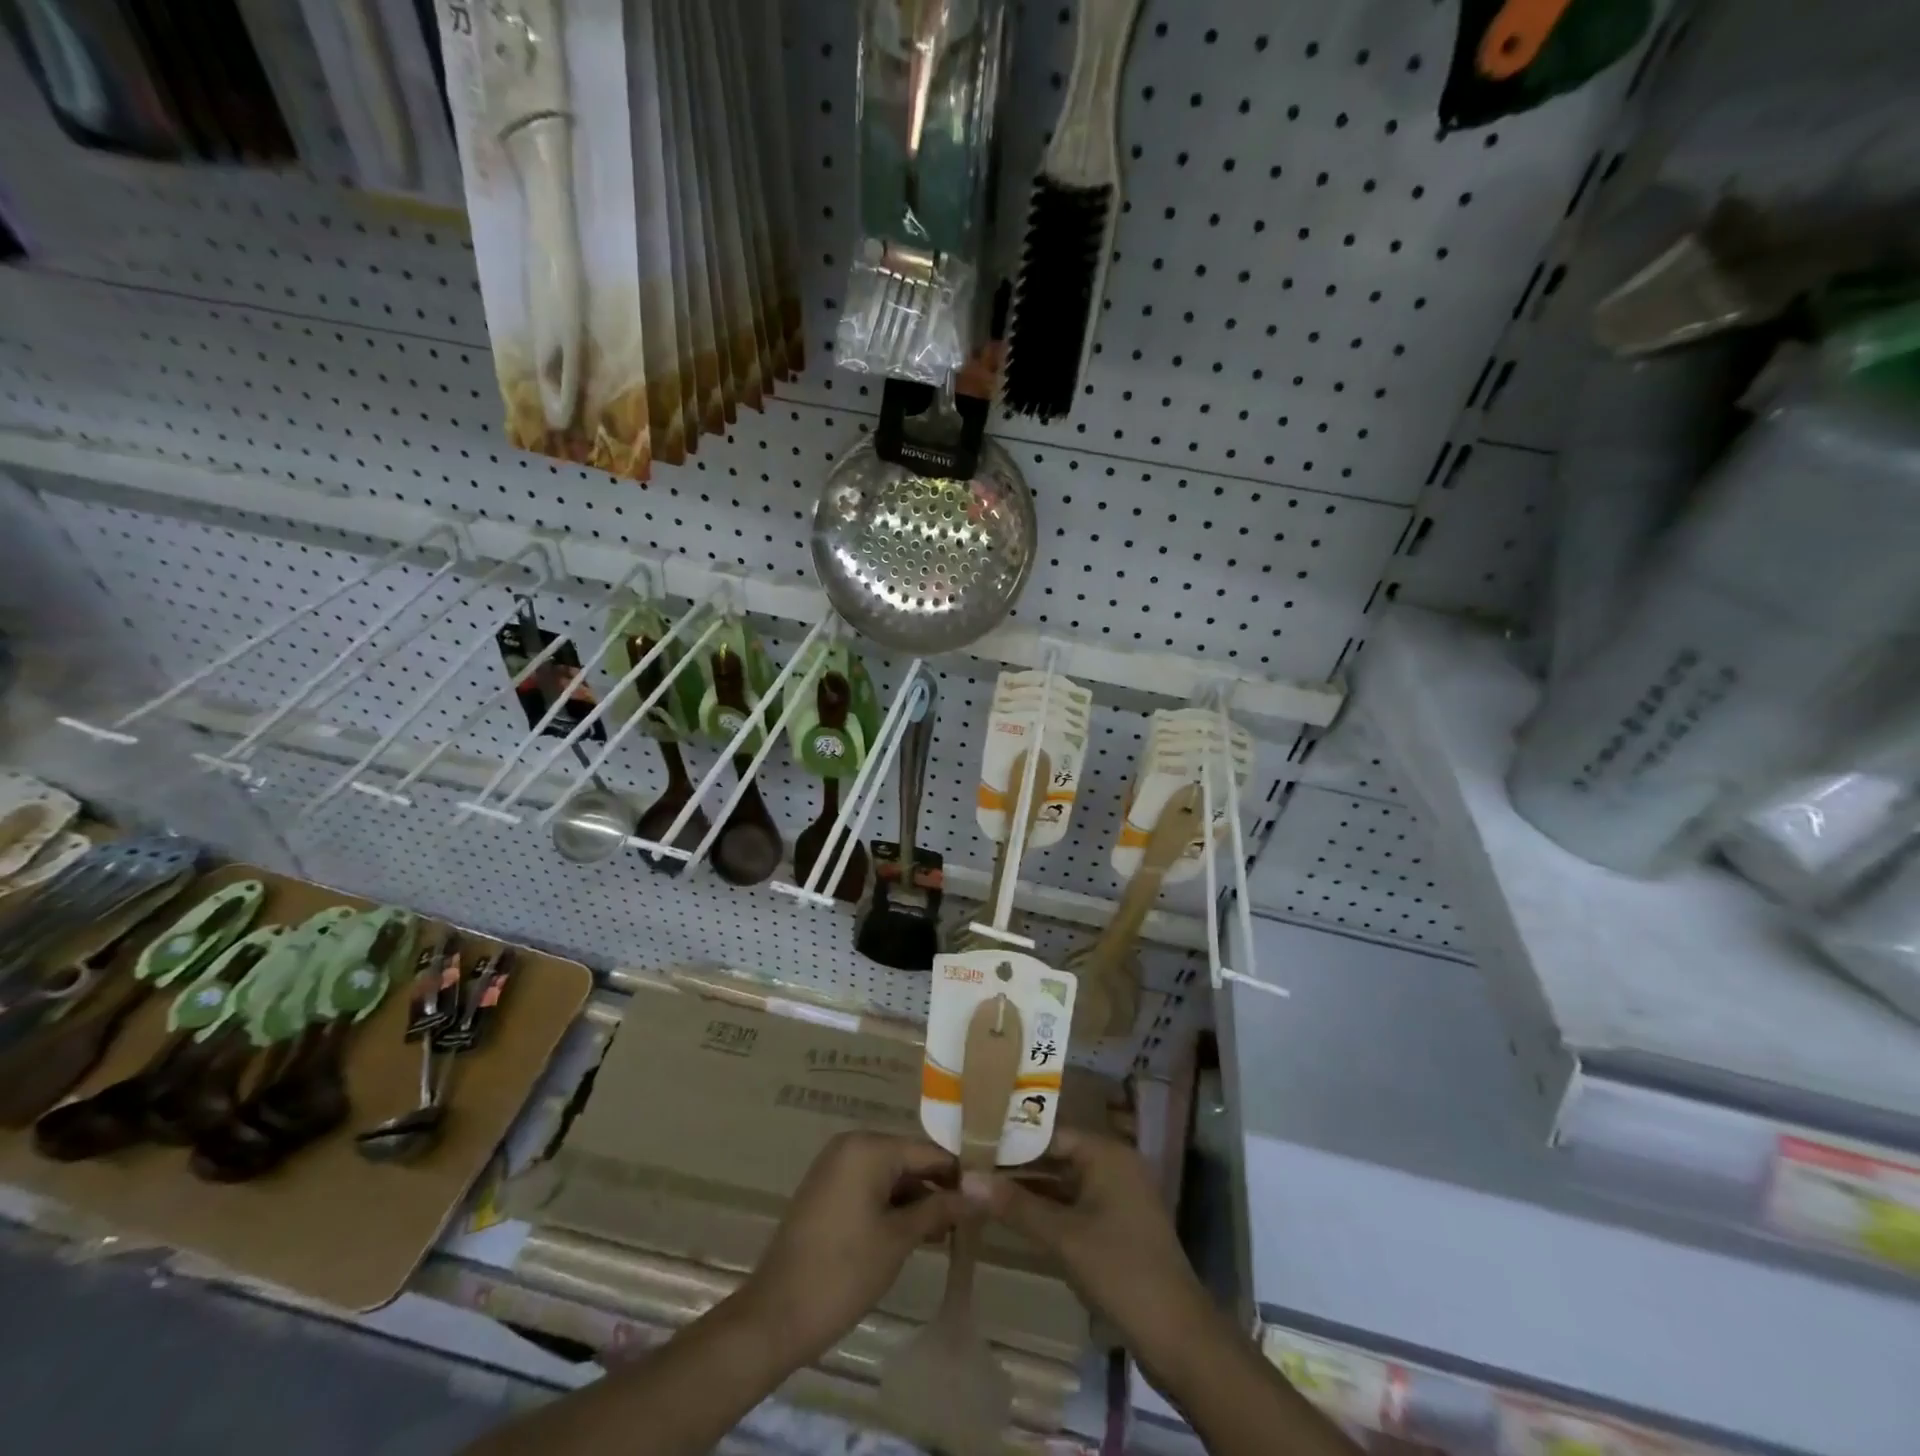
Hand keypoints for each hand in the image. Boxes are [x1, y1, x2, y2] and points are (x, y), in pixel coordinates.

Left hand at [738, 1131, 962, 1363]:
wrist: (775, 1316)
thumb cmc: (844, 1272)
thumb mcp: (899, 1239)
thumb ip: (940, 1208)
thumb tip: (982, 1192)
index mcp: (869, 1147)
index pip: (928, 1151)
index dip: (959, 1174)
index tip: (987, 1197)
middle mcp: (851, 1145)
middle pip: (908, 1160)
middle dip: (937, 1188)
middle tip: (969, 1221)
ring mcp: (835, 1167)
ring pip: (890, 1175)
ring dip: (916, 1200)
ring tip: (947, 1234)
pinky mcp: (826, 1190)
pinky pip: (870, 1186)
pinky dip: (892, 1205)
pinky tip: (915, 1233)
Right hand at [967, 1131, 1218, 1376]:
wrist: (1178, 1337)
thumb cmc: (1120, 1271)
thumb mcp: (1063, 1237)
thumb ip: (1015, 1205)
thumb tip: (966, 1179)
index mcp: (1107, 1153)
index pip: (1050, 1133)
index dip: (1012, 1139)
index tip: (974, 1144)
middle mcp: (1114, 1165)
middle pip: (1057, 1156)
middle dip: (1018, 1166)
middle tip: (972, 1168)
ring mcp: (1118, 1197)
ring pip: (1064, 1183)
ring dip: (1030, 1190)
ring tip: (984, 1190)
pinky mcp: (1118, 1226)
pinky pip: (1075, 1205)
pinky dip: (1048, 1211)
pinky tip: (1015, 1219)